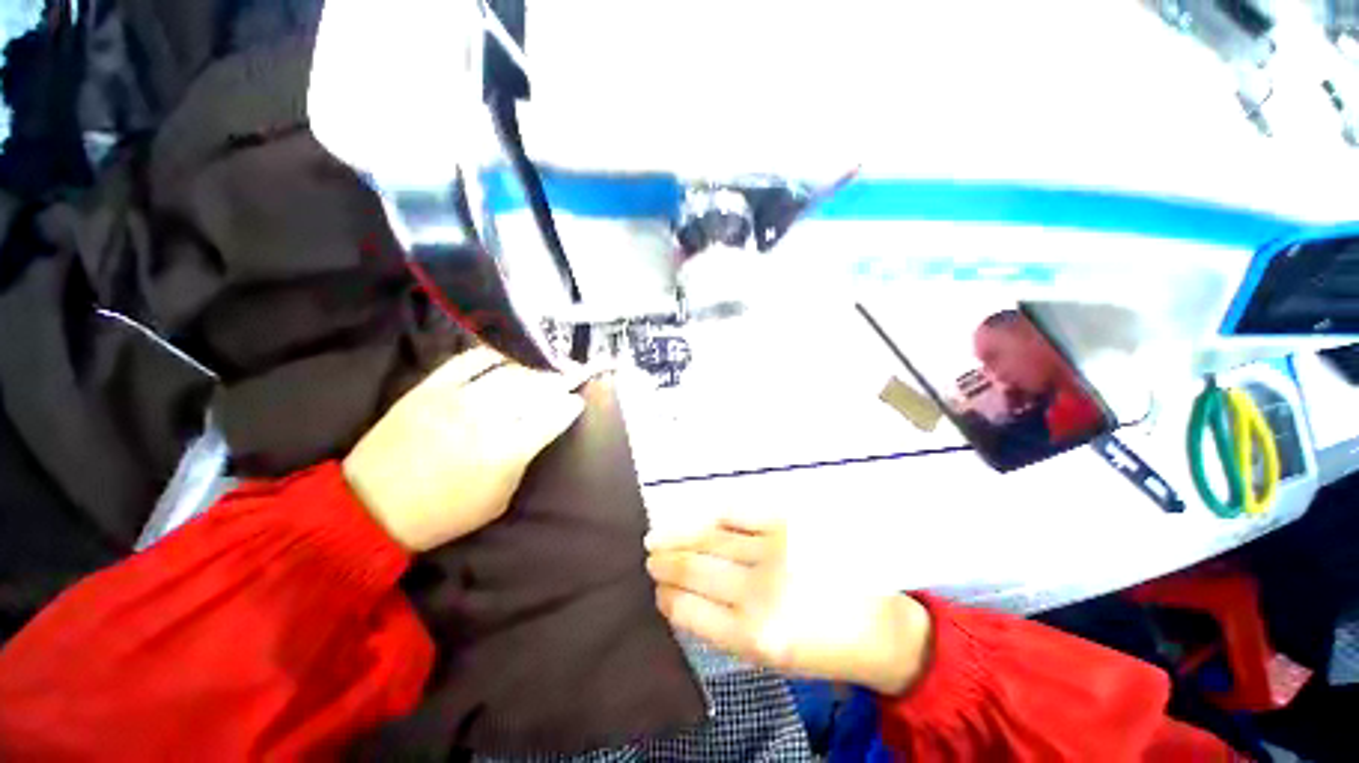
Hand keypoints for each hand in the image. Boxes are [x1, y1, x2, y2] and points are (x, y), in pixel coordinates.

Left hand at [343, 347, 586, 551]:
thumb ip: (525, 460)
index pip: (553, 415)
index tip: (578, 400)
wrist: (372, 507)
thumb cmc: (445, 512)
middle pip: (536, 387)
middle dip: (559, 380)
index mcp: (508, 450)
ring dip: (534, 367)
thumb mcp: (500, 499)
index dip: (571, 405)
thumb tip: (540, 430)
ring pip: (509, 371)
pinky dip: (494, 354)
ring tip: (545, 365)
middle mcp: (487, 417)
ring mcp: (458, 397)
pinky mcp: (431, 386)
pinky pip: (470, 360)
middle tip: (571, 375)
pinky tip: (509, 355)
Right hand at [645, 515, 932, 695]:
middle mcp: (759, 592)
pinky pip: (738, 514)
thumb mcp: (768, 657)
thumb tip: (682, 597)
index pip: (689, 609)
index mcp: (754, 636)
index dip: (666, 596)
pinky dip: (713, 516)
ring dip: (678, 536)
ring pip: (710, 538)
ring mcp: (774, 552)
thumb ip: (723, 627)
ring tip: (657, 536)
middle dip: (665, 562)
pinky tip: (699, 518)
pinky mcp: (789, 524)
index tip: (657, 589)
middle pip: (695, 569)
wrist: (879, 626)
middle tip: (650, 556)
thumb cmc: (820, 647)